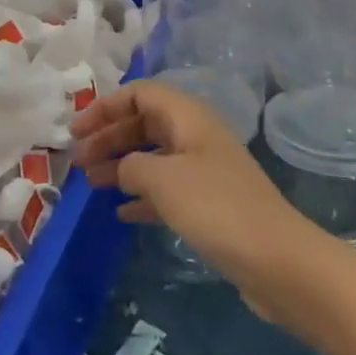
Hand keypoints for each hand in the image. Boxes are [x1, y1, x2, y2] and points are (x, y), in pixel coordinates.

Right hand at [71, 81, 314, 314]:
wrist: (278, 261)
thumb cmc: (216, 208)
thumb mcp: (163, 180)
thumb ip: (132, 165)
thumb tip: (123, 168)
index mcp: (188, 116)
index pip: (140, 93)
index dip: (106, 106)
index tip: (77, 129)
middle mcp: (196, 136)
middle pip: (144, 123)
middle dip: (109, 136)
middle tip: (77, 159)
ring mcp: (204, 170)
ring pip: (153, 156)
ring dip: (120, 165)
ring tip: (90, 184)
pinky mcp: (210, 204)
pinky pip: (166, 189)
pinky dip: (141, 194)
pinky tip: (121, 212)